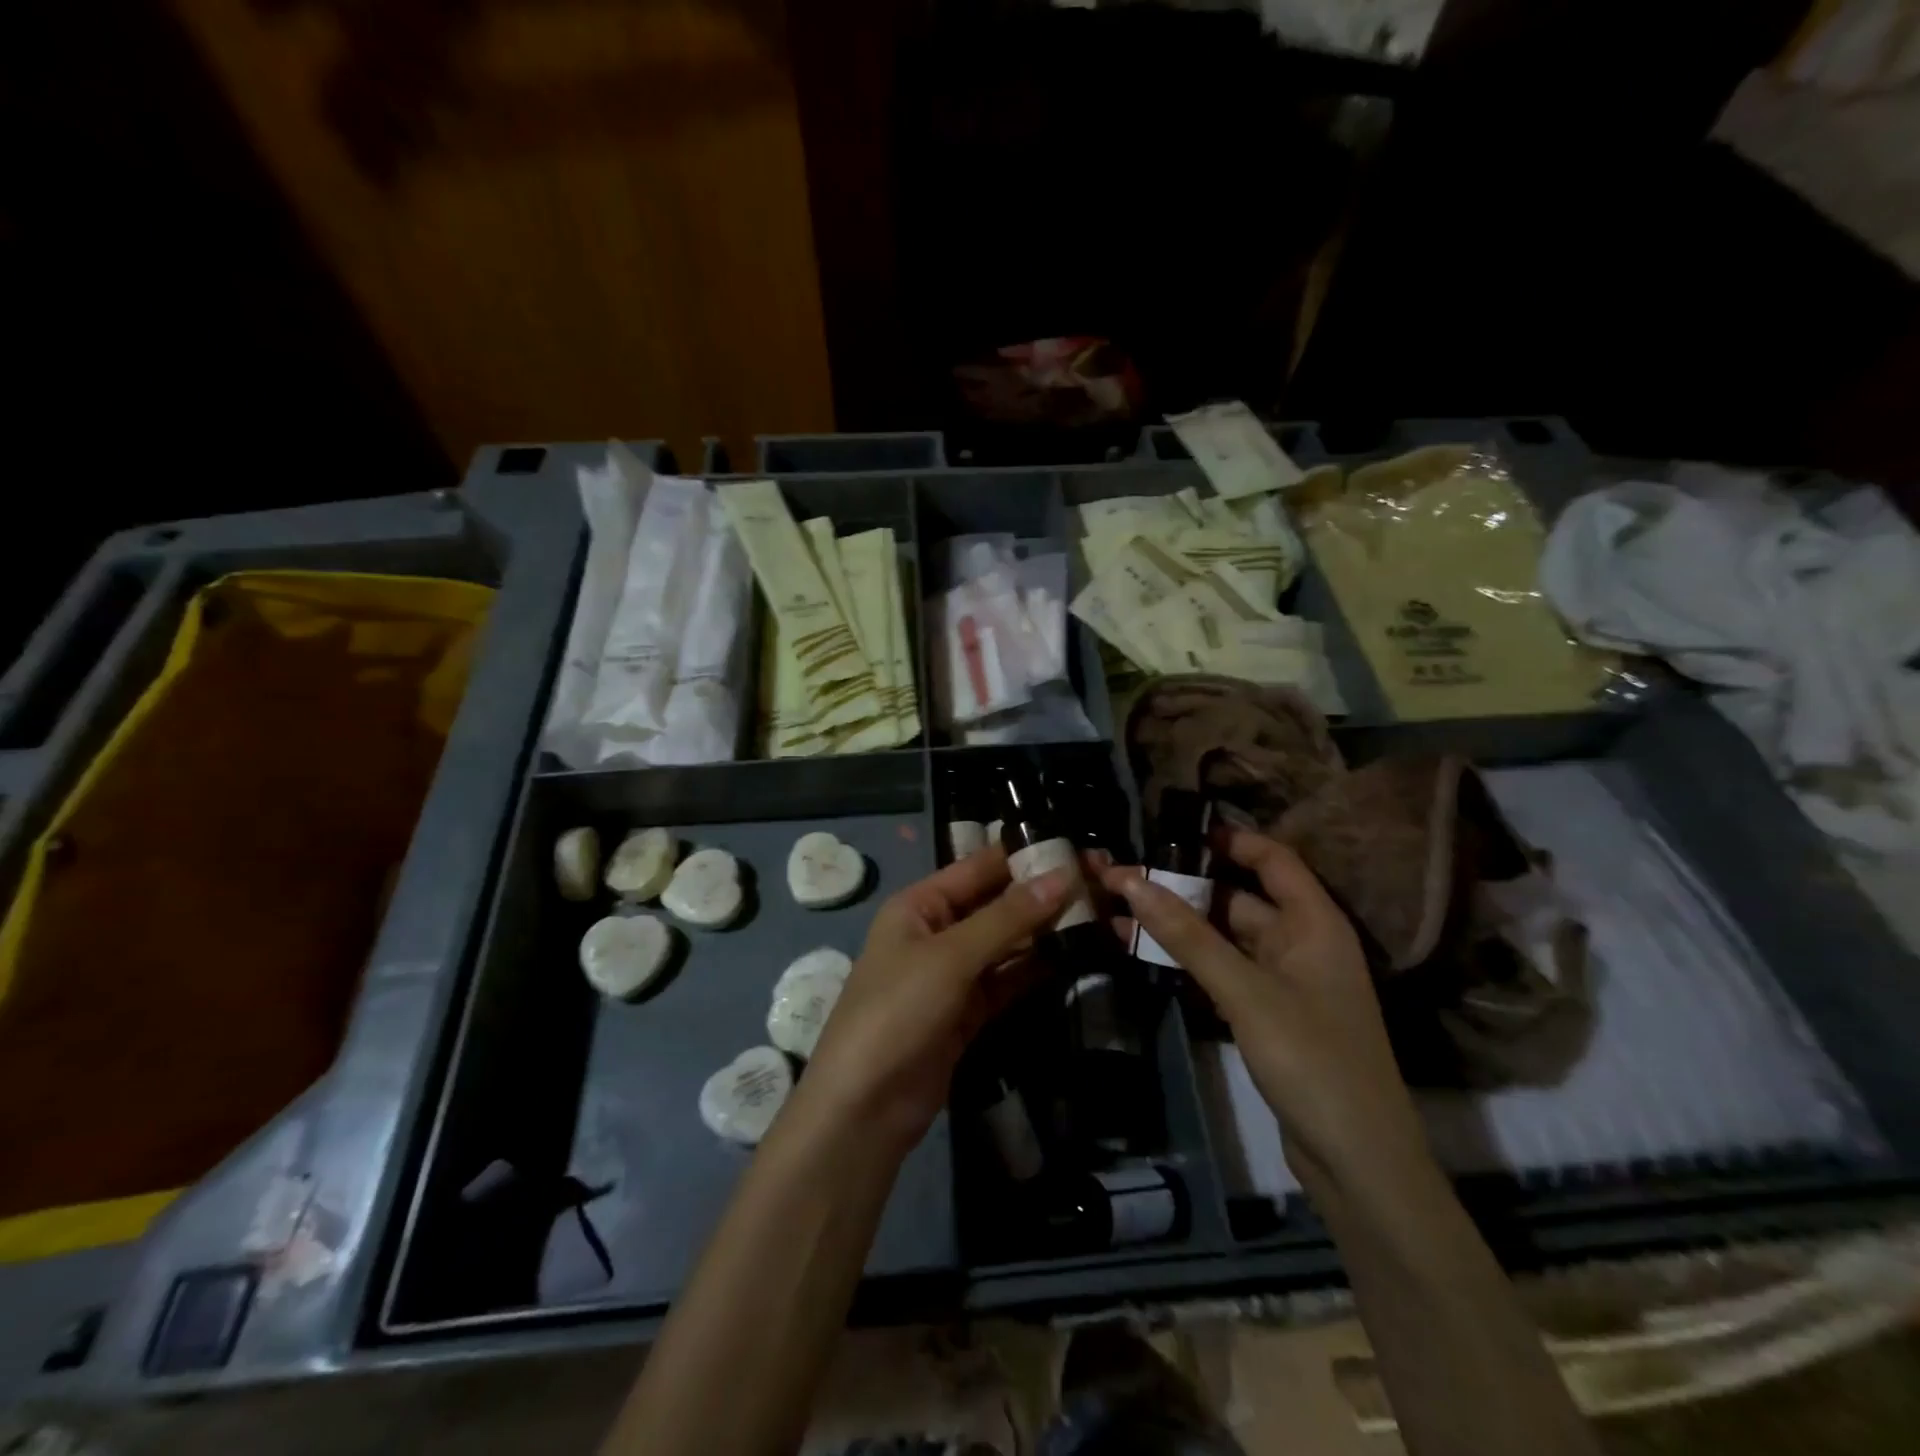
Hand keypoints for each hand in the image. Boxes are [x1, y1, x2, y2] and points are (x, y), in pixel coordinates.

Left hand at [798, 848, 1070, 1157]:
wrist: (865, 1108)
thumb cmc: (898, 1011)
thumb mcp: (950, 957)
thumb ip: (1007, 918)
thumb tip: (1063, 876)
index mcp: (920, 905)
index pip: (979, 868)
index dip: (1025, 857)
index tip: (1077, 848)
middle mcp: (937, 932)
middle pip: (996, 905)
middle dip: (1042, 896)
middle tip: (1100, 883)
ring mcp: (953, 974)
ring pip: (1007, 944)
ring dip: (1046, 933)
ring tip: (1101, 916)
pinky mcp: (968, 1012)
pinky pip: (1008, 980)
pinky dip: (1037, 970)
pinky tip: (1076, 957)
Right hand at [1101, 829, 1427, 1193]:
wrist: (1358, 1163)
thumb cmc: (1313, 1061)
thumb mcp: (1246, 991)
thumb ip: (1187, 936)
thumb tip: (1132, 880)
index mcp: (1315, 923)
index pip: (1273, 859)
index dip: (1229, 839)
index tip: (1174, 830)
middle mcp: (1302, 943)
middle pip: (1239, 898)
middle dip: (1184, 886)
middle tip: (1125, 875)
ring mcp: (1285, 981)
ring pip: (1225, 937)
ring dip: (1179, 926)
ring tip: (1120, 910)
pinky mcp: (1269, 1015)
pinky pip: (1224, 971)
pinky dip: (1188, 960)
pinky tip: (1146, 954)